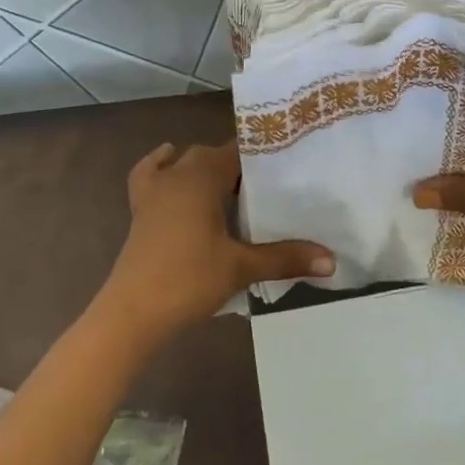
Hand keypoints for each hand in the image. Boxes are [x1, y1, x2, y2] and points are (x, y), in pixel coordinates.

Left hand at [94, 142, 333, 347]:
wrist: (132, 314)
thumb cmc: (188, 281)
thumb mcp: (241, 268)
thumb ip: (285, 258)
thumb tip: (332, 261)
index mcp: (201, 176)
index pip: (237, 150)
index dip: (261, 153)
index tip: (288, 161)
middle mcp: (177, 174)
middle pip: (212, 155)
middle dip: (238, 165)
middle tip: (270, 185)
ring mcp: (154, 191)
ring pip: (183, 163)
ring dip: (206, 169)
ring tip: (233, 188)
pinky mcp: (140, 211)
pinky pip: (150, 174)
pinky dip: (162, 167)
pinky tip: (172, 170)